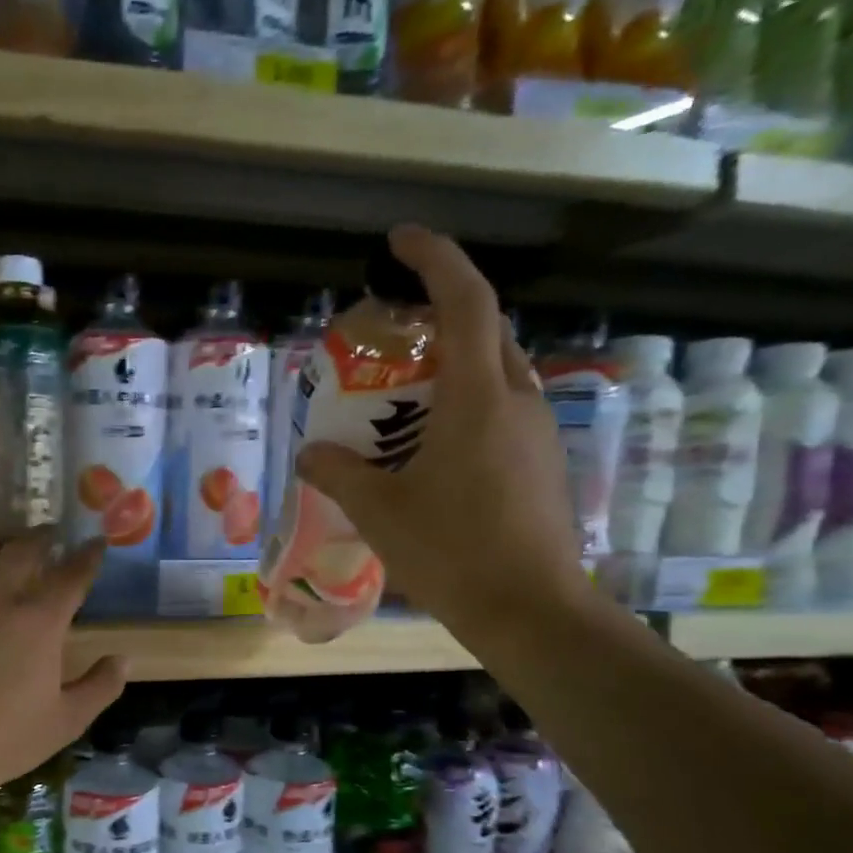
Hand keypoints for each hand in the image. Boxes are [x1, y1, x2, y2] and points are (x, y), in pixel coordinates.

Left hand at [0, 533, 127, 799]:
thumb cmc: (6, 740)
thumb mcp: (67, 721)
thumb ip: (101, 686)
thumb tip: (124, 659)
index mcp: (38, 623)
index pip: (71, 576)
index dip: (87, 556)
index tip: (96, 543)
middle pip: (20, 551)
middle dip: (40, 537)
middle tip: (48, 533)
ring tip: (1, 540)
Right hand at [294, 224, 588, 653]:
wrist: (530, 611)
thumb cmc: (452, 552)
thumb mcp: (380, 511)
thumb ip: (339, 473)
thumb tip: (309, 453)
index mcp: (479, 396)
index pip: (466, 300)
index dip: (435, 258)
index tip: (400, 241)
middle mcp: (518, 400)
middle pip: (486, 331)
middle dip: (440, 316)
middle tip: (393, 335)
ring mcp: (538, 433)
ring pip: (497, 373)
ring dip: (453, 367)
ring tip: (405, 399)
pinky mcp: (543, 464)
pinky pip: (503, 412)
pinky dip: (467, 407)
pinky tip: (434, 450)